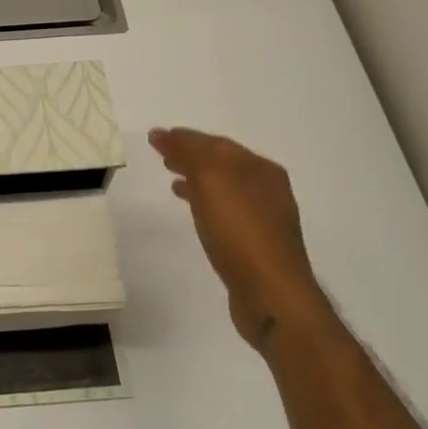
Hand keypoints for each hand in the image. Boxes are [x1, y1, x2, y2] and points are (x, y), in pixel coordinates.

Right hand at [149, 129, 329, 350]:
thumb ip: (188, 153)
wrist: (271, 294)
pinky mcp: (256, 245)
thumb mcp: (211, 180)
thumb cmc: (240, 230)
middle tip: (161, 154)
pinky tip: (193, 211)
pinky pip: (224, 212)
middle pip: (222, 164)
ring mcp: (264, 219)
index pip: (217, 143)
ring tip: (172, 180)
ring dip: (196, 179)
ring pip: (223, 188)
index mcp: (260, 169)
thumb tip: (163, 134)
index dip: (185, 137)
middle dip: (191, 156)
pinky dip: (204, 203)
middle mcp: (267, 189)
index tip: (156, 137)